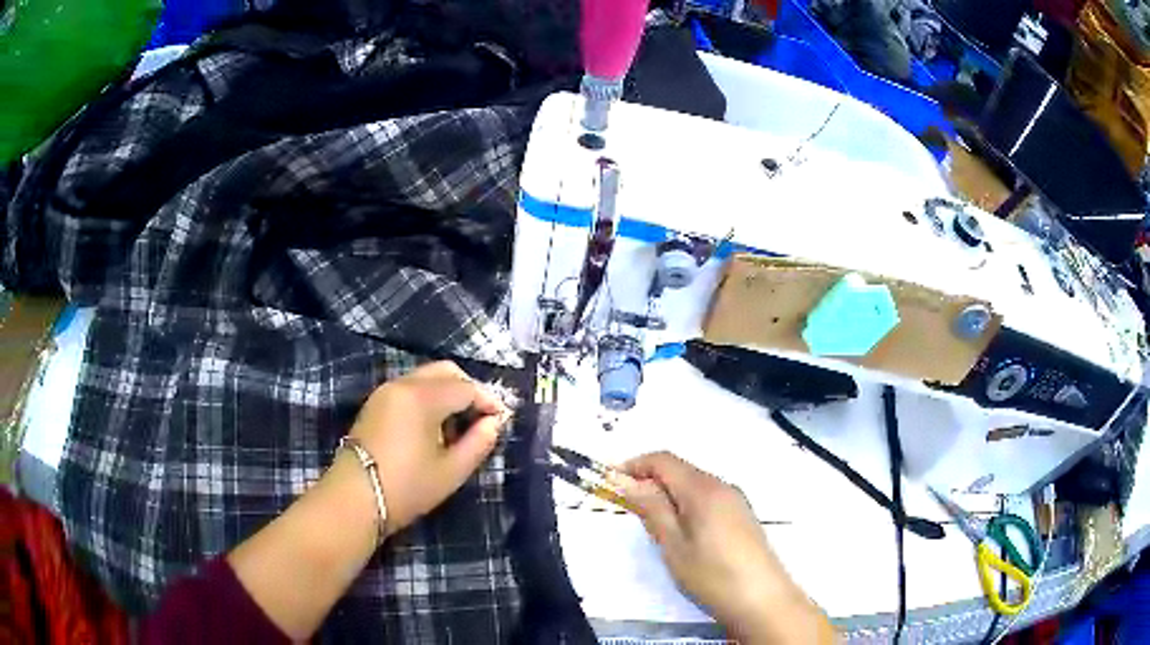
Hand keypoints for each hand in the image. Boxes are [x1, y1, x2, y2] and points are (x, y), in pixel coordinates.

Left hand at [349, 361, 509, 535]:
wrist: (355, 498)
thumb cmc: (407, 487)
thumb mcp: (451, 471)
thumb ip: (479, 442)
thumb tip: (494, 423)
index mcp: (422, 397)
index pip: (466, 387)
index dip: (489, 401)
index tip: (501, 420)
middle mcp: (403, 384)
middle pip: (446, 371)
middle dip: (469, 389)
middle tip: (481, 417)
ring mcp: (385, 391)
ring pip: (426, 377)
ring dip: (448, 392)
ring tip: (458, 426)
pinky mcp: (375, 402)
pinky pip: (410, 388)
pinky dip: (428, 397)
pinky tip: (433, 427)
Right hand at [615, 452, 833, 643]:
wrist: (762, 599)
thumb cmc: (712, 574)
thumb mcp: (673, 544)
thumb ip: (651, 509)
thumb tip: (627, 480)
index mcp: (703, 488)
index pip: (663, 459)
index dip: (634, 465)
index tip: (610, 482)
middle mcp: (722, 486)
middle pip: (680, 470)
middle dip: (650, 481)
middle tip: (627, 507)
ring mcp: (736, 501)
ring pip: (693, 486)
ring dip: (668, 495)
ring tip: (651, 524)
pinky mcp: (742, 516)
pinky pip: (707, 499)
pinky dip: (686, 505)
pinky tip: (681, 533)